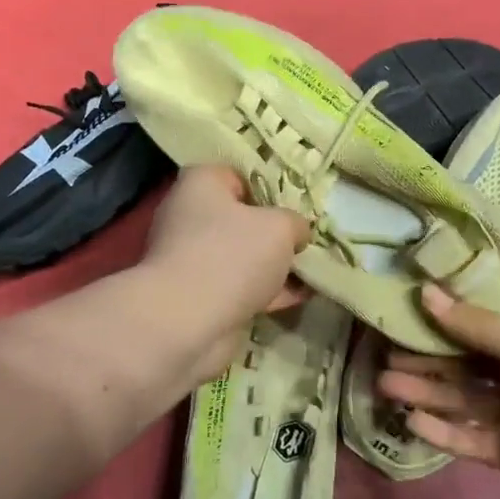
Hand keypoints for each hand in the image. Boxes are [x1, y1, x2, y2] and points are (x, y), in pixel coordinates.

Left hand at [141, 164, 309, 381]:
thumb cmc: (231, 255)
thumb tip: (297, 232)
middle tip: (308, 237)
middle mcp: (189, 216)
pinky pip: (240, 286)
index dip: (271, 188)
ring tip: (313, 268)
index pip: (239, 175)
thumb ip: (295, 223)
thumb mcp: (280, 227)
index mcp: (200, 184)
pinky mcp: (198, 295)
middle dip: (275, 230)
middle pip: (242, 217)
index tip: (299, 203)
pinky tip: (301, 296)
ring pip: (242, 255)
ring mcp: (191, 258)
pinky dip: (266, 290)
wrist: (186, 323)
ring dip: (273, 264)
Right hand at [379, 285, 499, 498]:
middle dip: (428, 353)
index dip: (452, 308)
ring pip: (464, 397)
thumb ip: (477, 324)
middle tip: (382, 347)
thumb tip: (425, 293)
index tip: (410, 300)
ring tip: (383, 382)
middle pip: (470, 357)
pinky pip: (472, 437)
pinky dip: (443, 430)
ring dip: (426, 389)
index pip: (491, 314)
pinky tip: (410, 420)